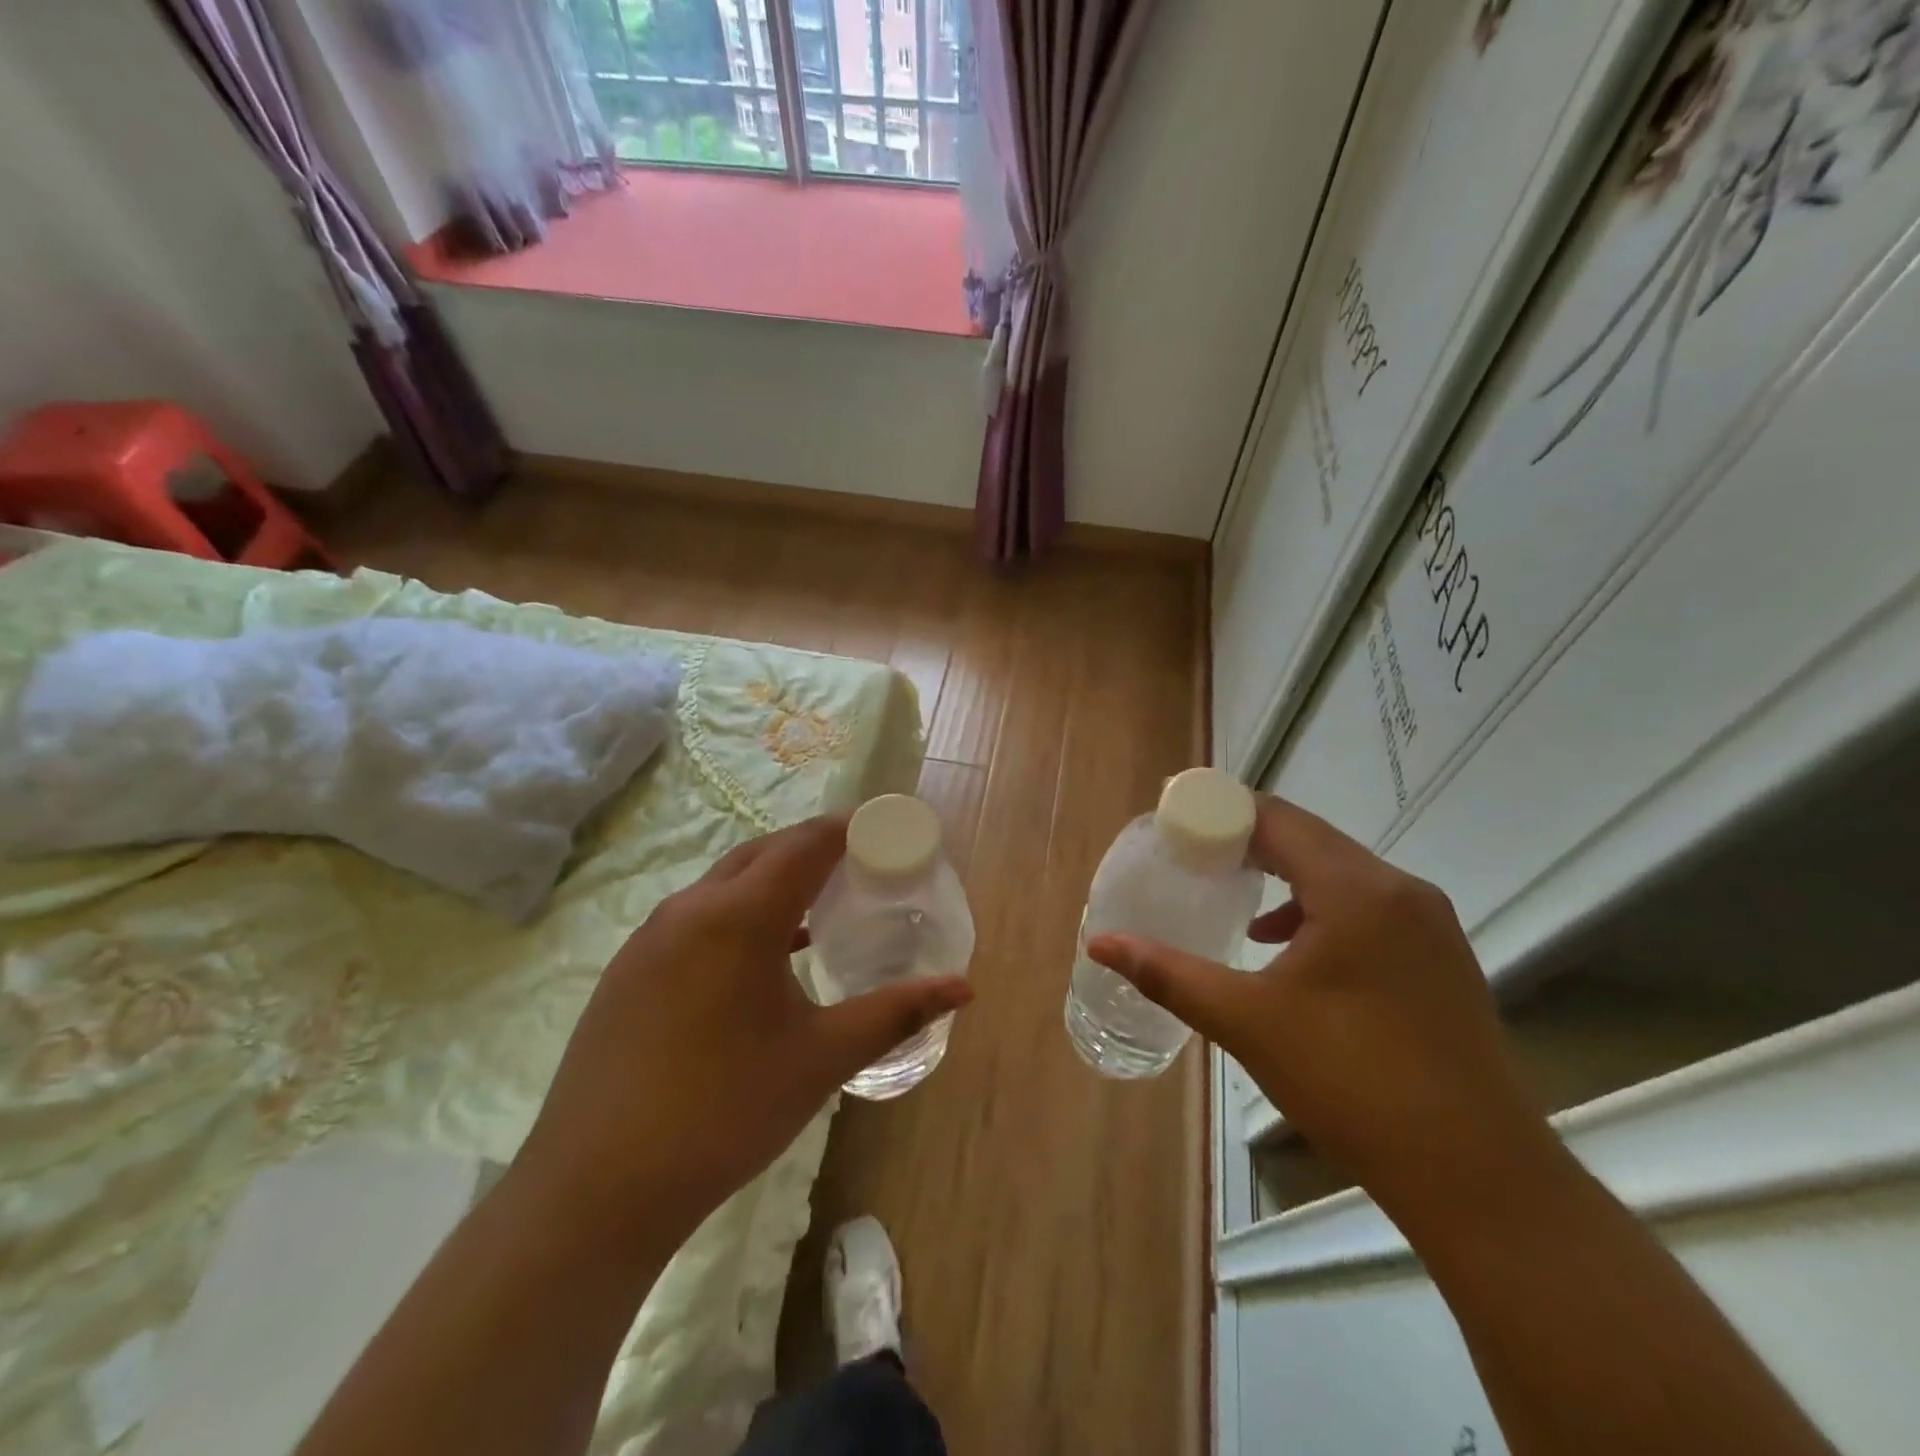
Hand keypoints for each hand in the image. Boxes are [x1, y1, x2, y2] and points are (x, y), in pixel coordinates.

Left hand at [519, 816, 972, 1242]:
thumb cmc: (725, 1112)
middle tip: (860, 867)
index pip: (807, 843)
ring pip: (725, 881)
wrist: (596, 1188)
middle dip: (814, 848)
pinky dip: (737, 911)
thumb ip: (895, 1012)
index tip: (886, 831)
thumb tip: (963, 986)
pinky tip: (758, 958)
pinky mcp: (628, 969)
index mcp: (741, 916)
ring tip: (816, 906)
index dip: (850, 828)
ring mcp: (650, 937)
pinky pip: (695, 915)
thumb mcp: (821, 1059)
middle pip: (764, 852)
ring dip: (773, 879)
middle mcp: (692, 908)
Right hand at [1087, 794, 1554, 1219]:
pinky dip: (1318, 907)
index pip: (1279, 819)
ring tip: (1233, 895)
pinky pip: (1368, 906)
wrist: (1477, 1175)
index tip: (1176, 821)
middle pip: (1311, 839)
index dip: (1222, 812)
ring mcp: (1429, 924)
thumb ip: (1167, 973)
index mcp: (1357, 890)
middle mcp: (1400, 890)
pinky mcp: (1441, 958)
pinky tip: (1288, 947)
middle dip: (1248, 841)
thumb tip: (1100, 943)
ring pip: (1341, 872)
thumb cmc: (1352, 1082)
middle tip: (1192, 855)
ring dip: (1285, 874)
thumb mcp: (1247, 1022)